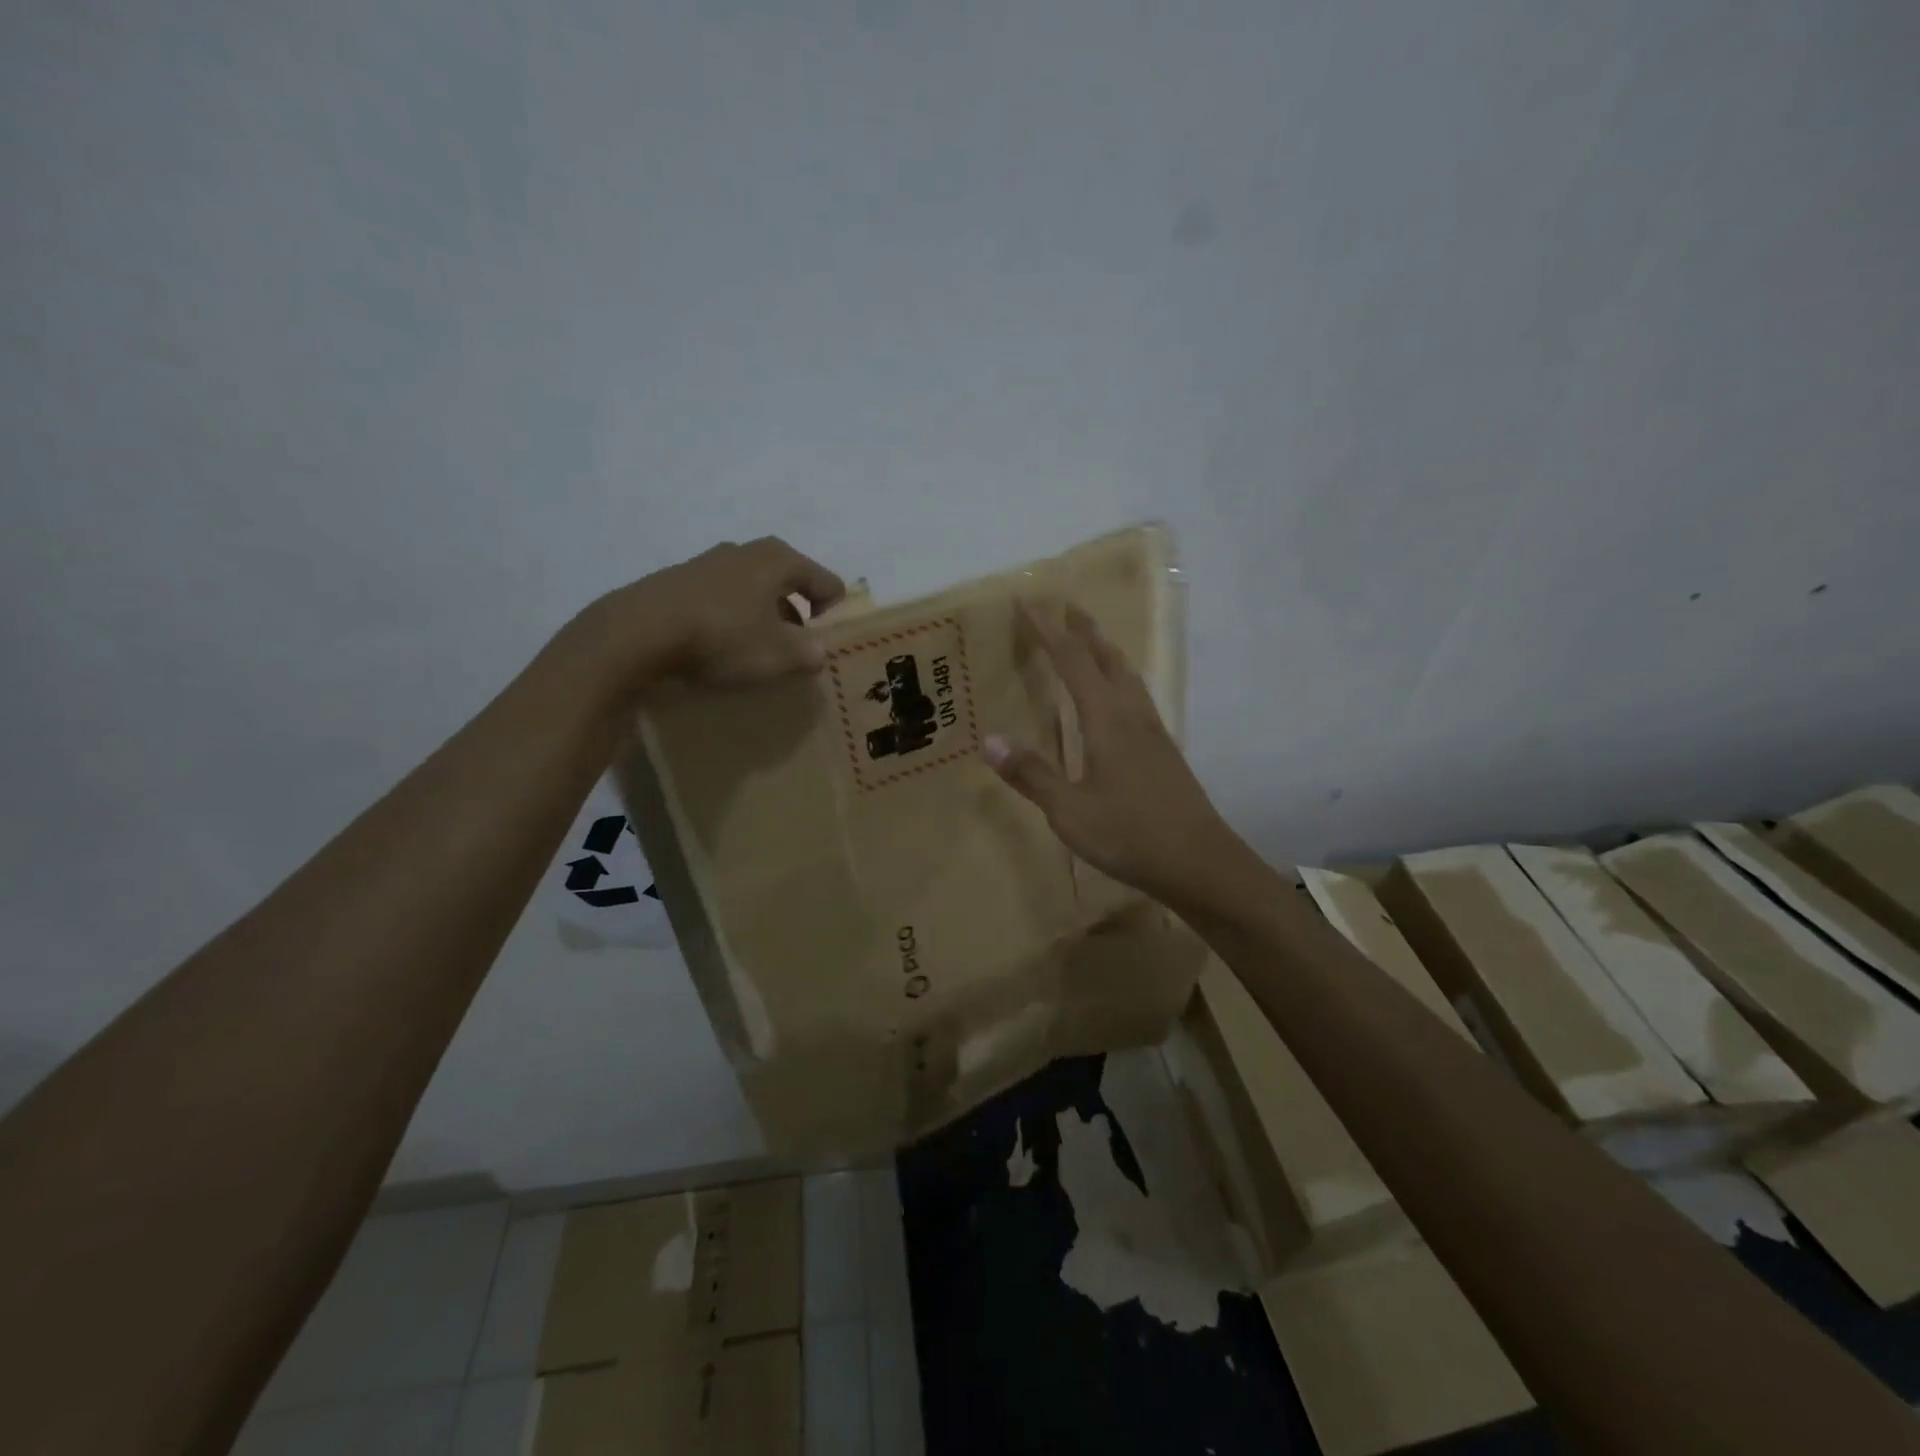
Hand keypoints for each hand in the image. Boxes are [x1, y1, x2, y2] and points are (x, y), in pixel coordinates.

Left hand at [561, 537, 845, 699]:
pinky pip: (720, 601)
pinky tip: (717, 649)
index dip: (834, 616)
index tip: (823, 647)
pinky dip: (729, 621)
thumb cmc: (722, 637)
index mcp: (778, 559)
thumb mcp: (779, 655)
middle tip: (792, 652)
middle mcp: (745, 551)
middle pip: (789, 583)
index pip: (827, 583)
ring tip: (753, 654)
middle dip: (797, 617)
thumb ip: (811, 652)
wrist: (637, 634)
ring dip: (761, 620)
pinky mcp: (677, 581)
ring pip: (752, 592)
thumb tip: (819, 650)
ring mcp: (707, 563)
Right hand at [984, 601, 1242, 903]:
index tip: (1028, 603)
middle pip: (1108, 658)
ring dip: (1106, 651)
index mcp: (1107, 720)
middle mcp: (1133, 716)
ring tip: (1092, 641)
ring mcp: (1154, 734)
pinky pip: (1137, 698)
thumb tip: (989, 739)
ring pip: (1128, 677)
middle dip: (1084, 630)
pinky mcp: (1164, 753)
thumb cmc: (1130, 835)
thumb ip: (1031, 774)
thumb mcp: (1069, 811)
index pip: (1072, 662)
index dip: (1048, 631)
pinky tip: (1118, 699)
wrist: (1201, 864)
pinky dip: (1120, 680)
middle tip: (1067, 606)